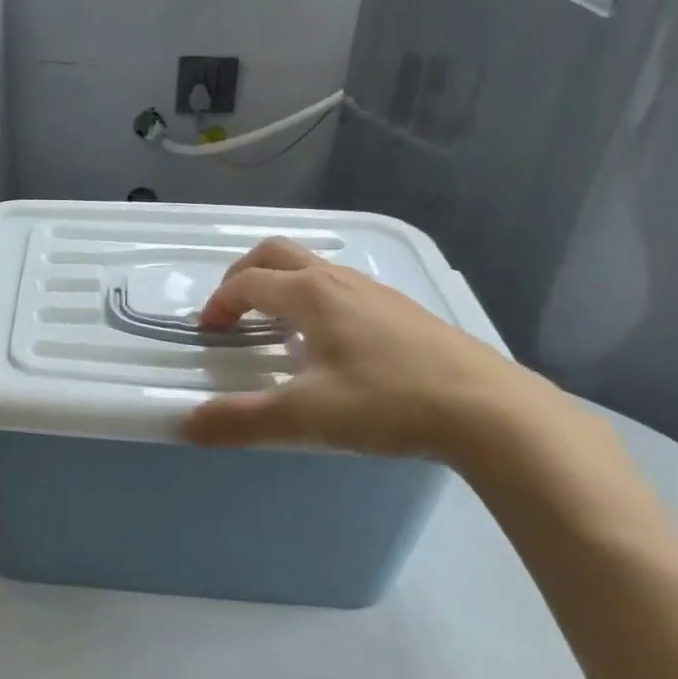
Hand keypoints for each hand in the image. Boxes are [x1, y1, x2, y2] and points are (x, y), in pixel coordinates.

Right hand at [183, 237, 546, 462]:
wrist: (490, 411)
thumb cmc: (387, 402)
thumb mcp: (305, 417)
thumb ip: (241, 421)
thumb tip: (187, 425)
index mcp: (310, 295)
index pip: (247, 282)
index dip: (219, 303)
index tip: (208, 333)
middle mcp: (339, 281)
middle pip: (277, 253)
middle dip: (244, 275)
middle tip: (232, 311)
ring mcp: (376, 292)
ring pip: (313, 268)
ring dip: (281, 285)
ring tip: (277, 328)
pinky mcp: (404, 311)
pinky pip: (343, 287)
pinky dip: (315, 299)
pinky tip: (331, 343)